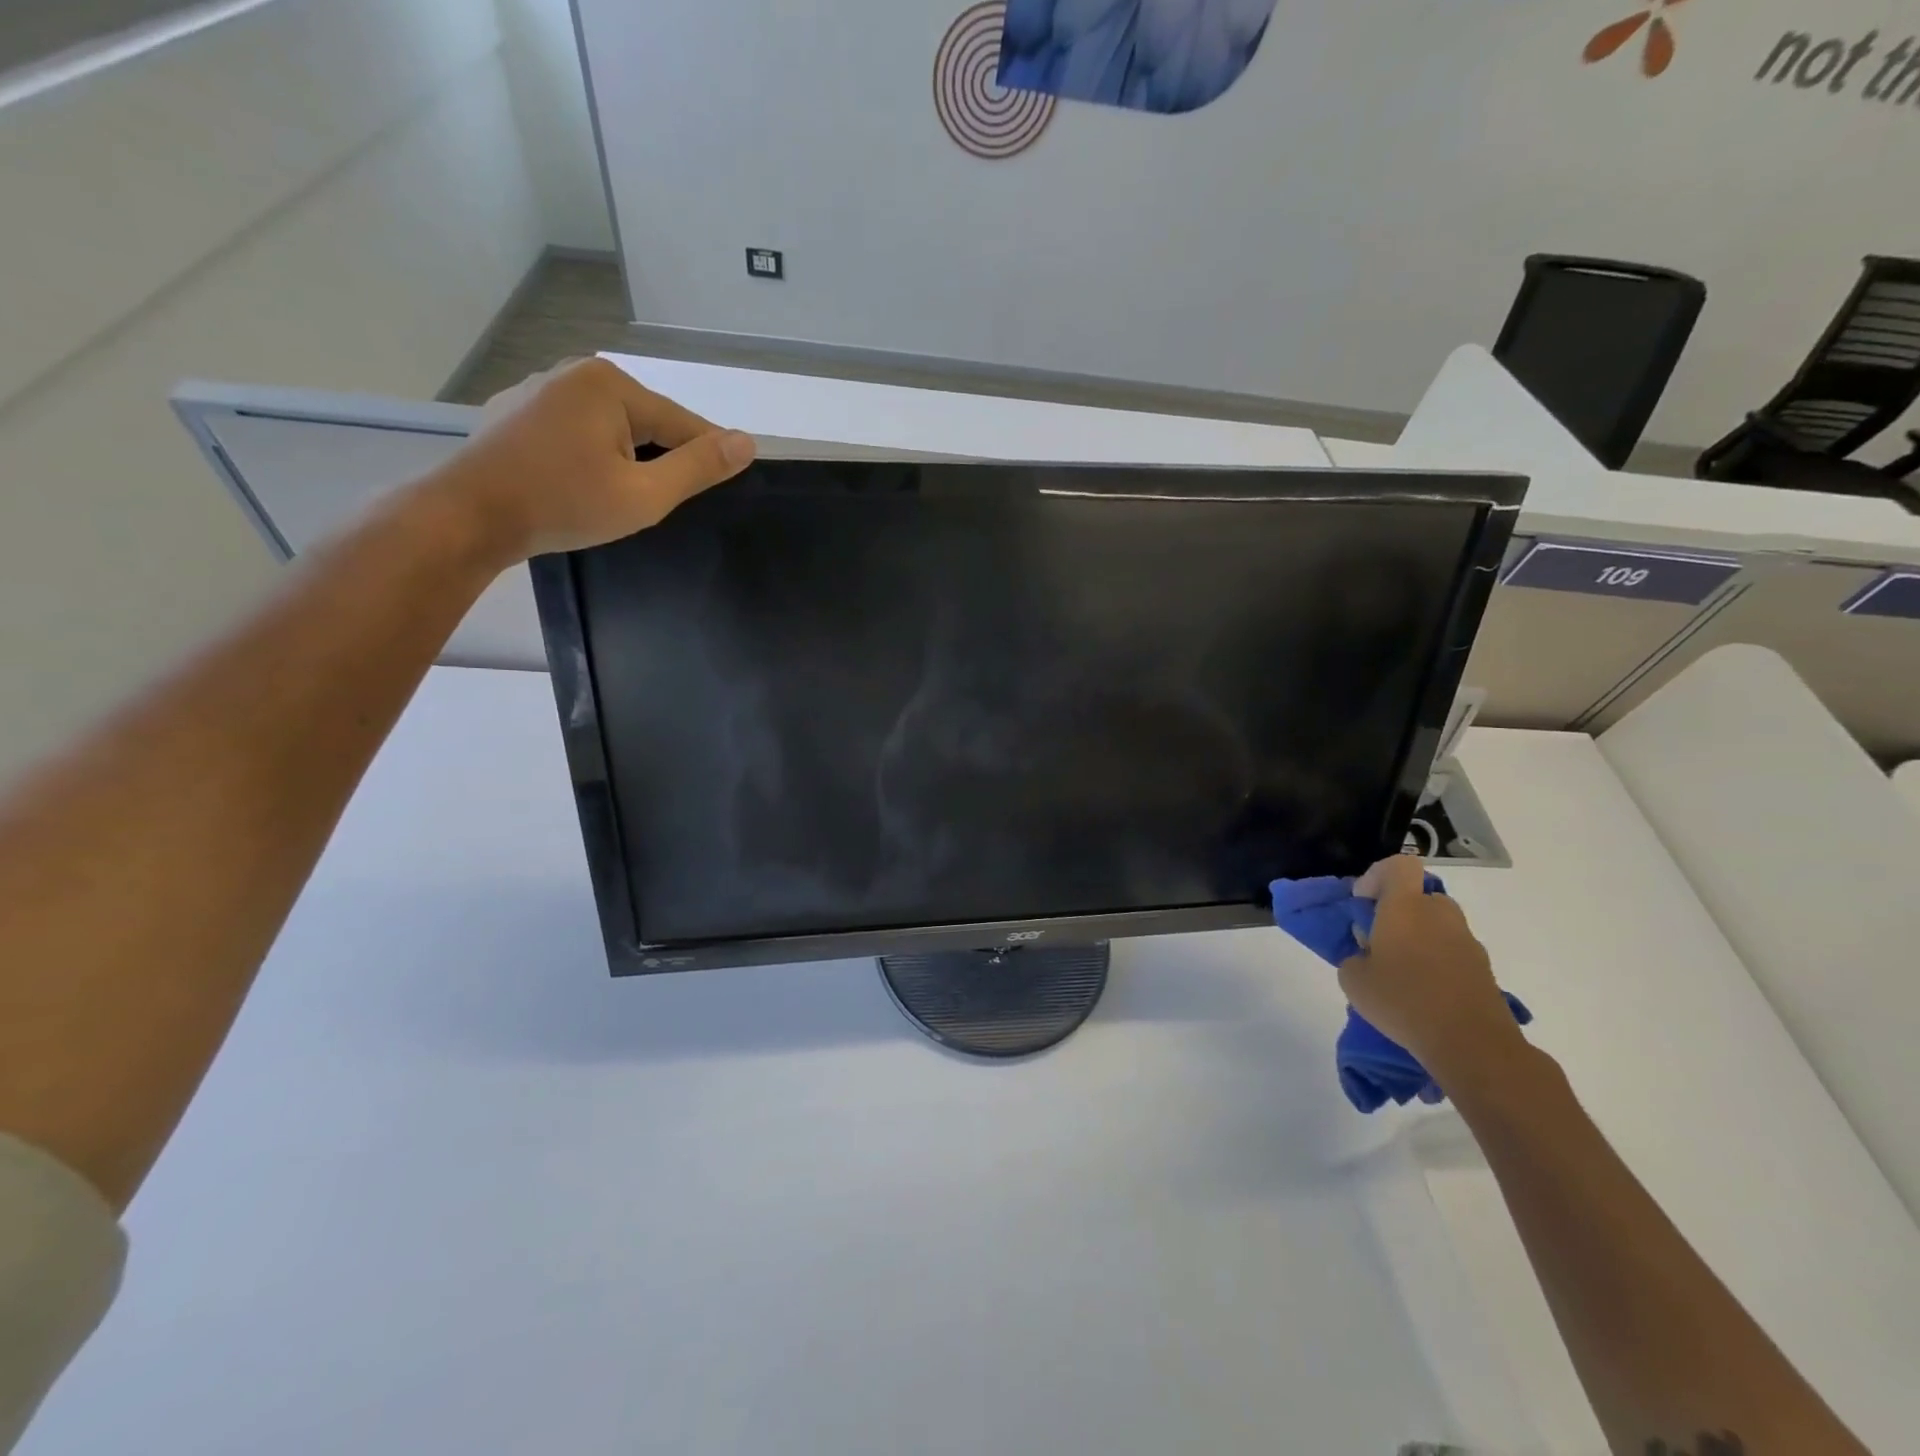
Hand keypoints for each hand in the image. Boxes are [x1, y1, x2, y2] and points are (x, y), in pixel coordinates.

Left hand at [431, 357, 756, 563]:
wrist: (469, 516)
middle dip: (659, 459)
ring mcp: (539, 389)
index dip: (706, 457)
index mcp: (610, 384)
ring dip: (624, 457)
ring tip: (620, 497)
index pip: (682, 423)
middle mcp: (574, 373)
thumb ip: (698, 468)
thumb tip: (746, 442)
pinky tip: (580, 484)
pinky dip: (590, 454)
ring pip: (609, 426)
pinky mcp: (515, 412)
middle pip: (645, 421)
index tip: (724, 485)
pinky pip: (574, 430)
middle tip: (660, 503)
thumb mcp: (645, 495)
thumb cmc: (564, 505)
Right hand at [1340, 856, 1524, 1083]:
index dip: (1377, 877)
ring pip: (1437, 926)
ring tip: (1400, 975)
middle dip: (1398, 913)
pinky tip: (1423, 996)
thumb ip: (1354, 956)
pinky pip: (1452, 953)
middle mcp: (1440, 914)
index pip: (1398, 866)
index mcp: (1405, 906)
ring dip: (1418, 939)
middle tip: (1379, 942)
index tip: (1363, 904)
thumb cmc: (1402, 1000)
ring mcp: (1467, 942)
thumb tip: (1367, 953)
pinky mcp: (1484, 969)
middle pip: (1419, 897)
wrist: (1472, 1044)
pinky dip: (1437, 964)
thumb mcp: (1353, 979)